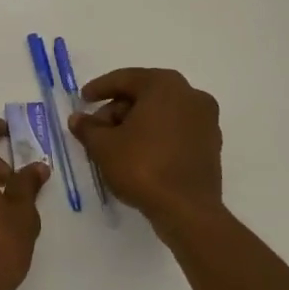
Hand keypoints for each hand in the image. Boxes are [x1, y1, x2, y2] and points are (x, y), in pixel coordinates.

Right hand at [69, 69, 223, 233]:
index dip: (99, 88)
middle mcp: (190, 95)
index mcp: (164, 85)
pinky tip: (138, 153)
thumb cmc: (142, 167)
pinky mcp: (211, 144)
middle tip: (97, 128)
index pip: (125, 79)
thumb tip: (77, 118)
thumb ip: (87, 127)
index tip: (83, 99)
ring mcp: (206, 120)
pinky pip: (176, 130)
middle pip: (144, 94)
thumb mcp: (103, 146)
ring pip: (161, 112)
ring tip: (114, 144)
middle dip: (117, 109)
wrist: (187, 210)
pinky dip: (156, 135)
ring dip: (136, 123)